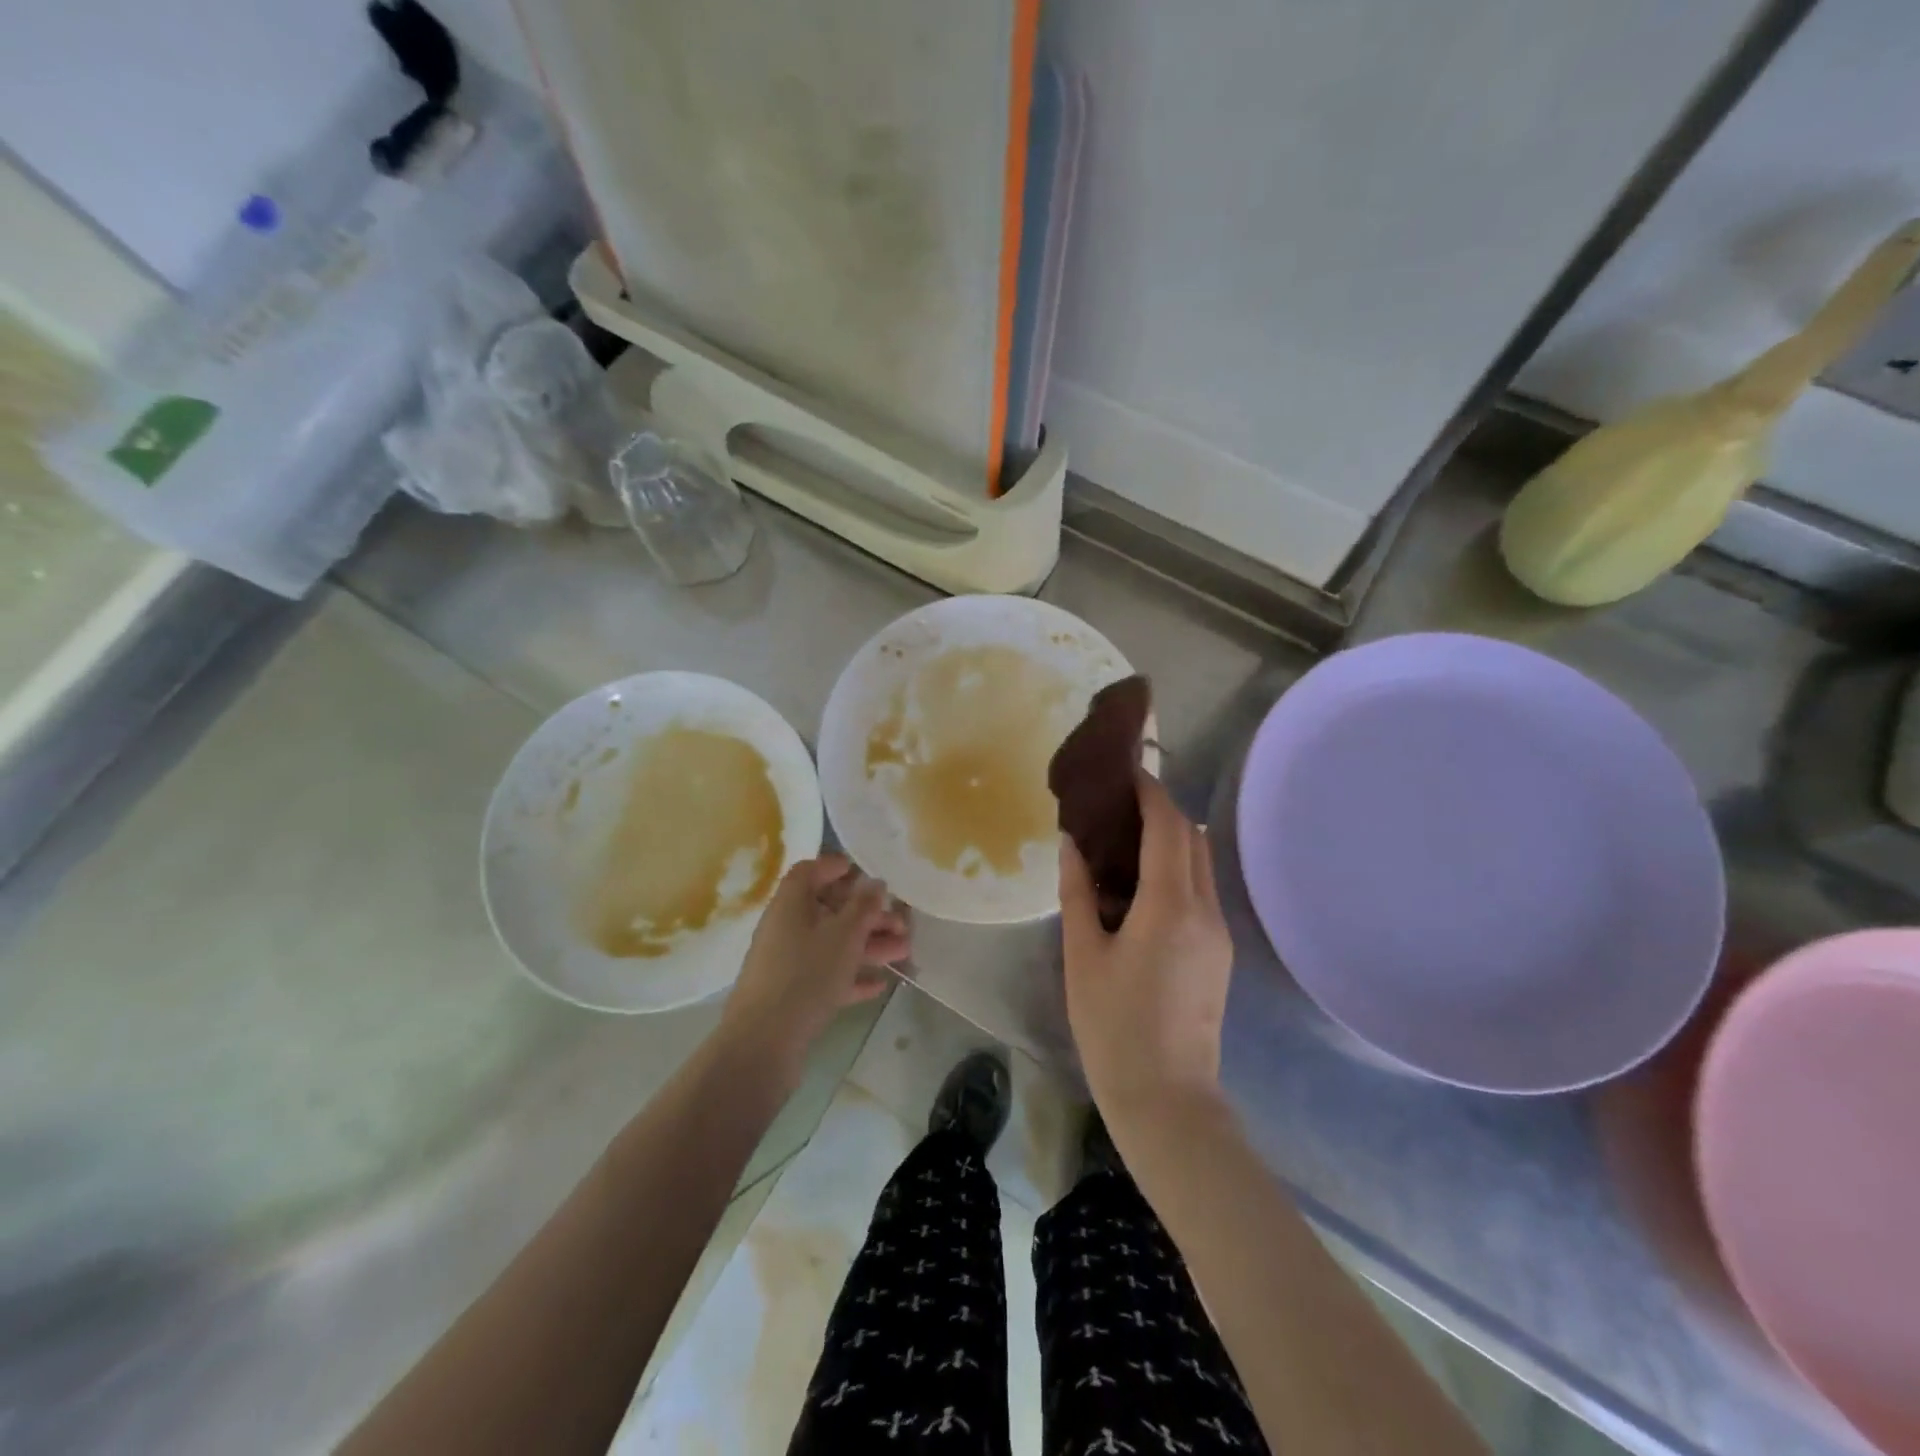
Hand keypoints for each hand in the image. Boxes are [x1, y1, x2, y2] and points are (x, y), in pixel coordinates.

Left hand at [723, 855, 907, 1073]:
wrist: (763, 1043)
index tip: (864, 873)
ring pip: (832, 945)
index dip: (835, 867)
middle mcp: (785, 928)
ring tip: (904, 951)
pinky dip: (851, 976)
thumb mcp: (843, 935)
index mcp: (790, 904)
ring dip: (867, 945)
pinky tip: (879, 985)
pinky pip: (826, 975)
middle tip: (901, 922)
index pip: (809, 871)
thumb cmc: (806, 975)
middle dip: (867, 915)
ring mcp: (786, 963)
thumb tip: (874, 883)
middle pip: (828, 910)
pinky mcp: (791, 995)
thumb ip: (863, 906)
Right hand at [1059, 772, 1232, 1122]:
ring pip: (1201, 863)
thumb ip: (1078, 892)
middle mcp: (1205, 909)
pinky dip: (1177, 869)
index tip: (1126, 771)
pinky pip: (1202, 890)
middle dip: (1162, 809)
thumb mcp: (1083, 955)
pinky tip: (1143, 883)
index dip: (1151, 791)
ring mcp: (1219, 932)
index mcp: (1169, 906)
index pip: (1168, 826)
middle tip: (1118, 803)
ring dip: (1172, 839)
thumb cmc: (1113, 1025)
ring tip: (1127, 839)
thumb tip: (1072, 842)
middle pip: (1192, 837)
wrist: (1167, 1098)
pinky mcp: (1220, 951)